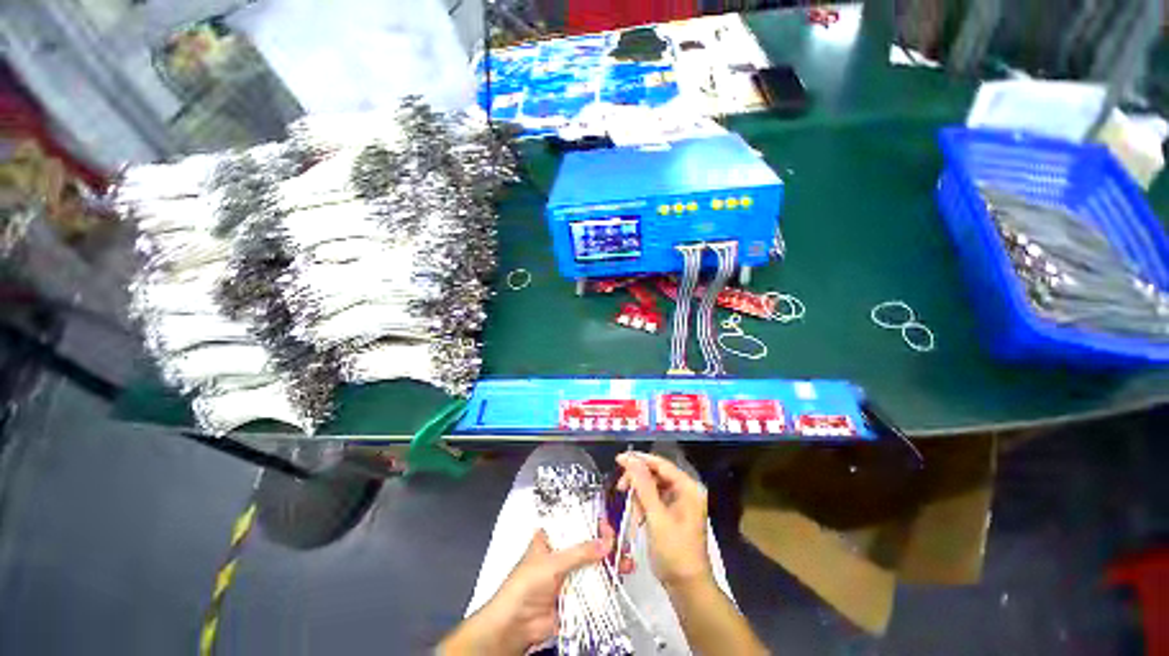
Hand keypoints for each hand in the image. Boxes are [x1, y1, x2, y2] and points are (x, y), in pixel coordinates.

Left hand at [438, 526, 613, 654]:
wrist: (516, 626)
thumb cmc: (527, 585)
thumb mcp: (552, 563)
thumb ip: (580, 553)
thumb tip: (607, 543)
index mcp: (552, 538)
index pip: (575, 523)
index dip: (591, 521)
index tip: (606, 524)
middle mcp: (563, 552)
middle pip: (588, 543)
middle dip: (606, 542)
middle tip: (621, 543)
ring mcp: (570, 574)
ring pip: (595, 563)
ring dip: (611, 562)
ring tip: (627, 562)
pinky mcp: (577, 594)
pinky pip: (596, 584)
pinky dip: (609, 580)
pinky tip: (621, 576)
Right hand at [617, 452, 711, 588]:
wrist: (686, 587)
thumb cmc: (674, 551)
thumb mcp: (656, 517)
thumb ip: (643, 485)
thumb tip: (630, 459)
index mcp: (688, 488)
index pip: (661, 464)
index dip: (639, 460)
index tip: (619, 460)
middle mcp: (685, 490)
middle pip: (656, 474)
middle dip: (637, 481)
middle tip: (620, 487)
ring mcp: (679, 502)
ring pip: (652, 486)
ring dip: (638, 495)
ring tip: (632, 510)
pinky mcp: (672, 512)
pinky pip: (653, 499)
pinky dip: (643, 505)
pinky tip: (637, 516)